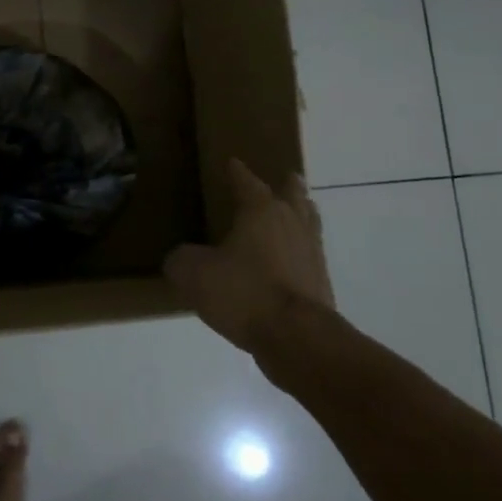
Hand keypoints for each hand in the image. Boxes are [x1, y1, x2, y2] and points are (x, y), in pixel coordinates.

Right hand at [163, 160, 335, 354]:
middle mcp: (291, 223)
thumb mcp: (194, 274)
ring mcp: (312, 252)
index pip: (248, 182)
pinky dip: (301, 251)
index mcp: (261, 211)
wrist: (297, 337)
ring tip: (297, 213)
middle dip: (288, 186)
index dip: (238, 172)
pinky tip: (292, 260)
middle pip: (293, 195)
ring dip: (302, 214)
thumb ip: (182, 260)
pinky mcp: (321, 282)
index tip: (233, 163)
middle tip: (286, 178)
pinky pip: (310, 256)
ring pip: (309, 223)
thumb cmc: (244, 292)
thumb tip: (180, 258)